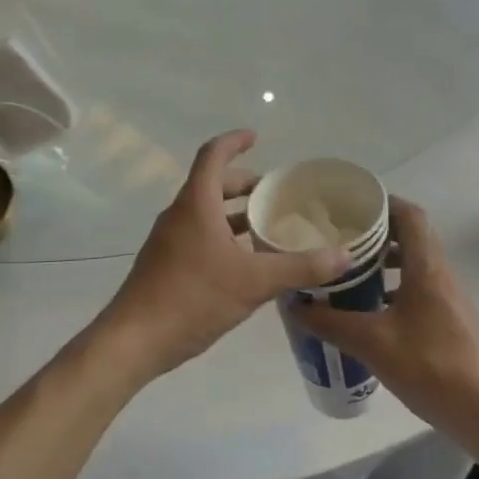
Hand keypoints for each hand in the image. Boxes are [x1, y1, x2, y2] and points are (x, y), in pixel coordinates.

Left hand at [97, 130, 352, 383]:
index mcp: (196, 205)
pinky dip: (221, 236)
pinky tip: (244, 263)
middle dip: (242, 183)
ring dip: (233, 213)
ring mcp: (168, 241)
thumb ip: (300, 267)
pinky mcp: (164, 265)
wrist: (134, 341)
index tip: (255, 137)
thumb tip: (343, 255)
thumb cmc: (193, 298)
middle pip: (210, 184)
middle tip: (273, 192)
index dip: (234, 142)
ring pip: (204, 213)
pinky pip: (197, 235)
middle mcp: (179, 215)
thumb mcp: (254, 282)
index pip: (213, 156)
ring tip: (265, 226)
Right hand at [294, 198, 478, 432]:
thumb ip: (331, 323)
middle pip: (412, 236)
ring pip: (417, 263)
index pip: (410, 215)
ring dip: (386, 261)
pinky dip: (396, 285)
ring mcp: (451, 297)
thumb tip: (297, 306)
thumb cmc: (428, 367)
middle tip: (342, 239)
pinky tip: (373, 310)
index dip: (384, 203)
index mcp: (427, 268)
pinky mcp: (452, 318)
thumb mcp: (371, 344)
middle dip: (378, 232)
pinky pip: (421, 286)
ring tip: (351, 272)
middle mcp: (442, 273)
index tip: (352, 207)